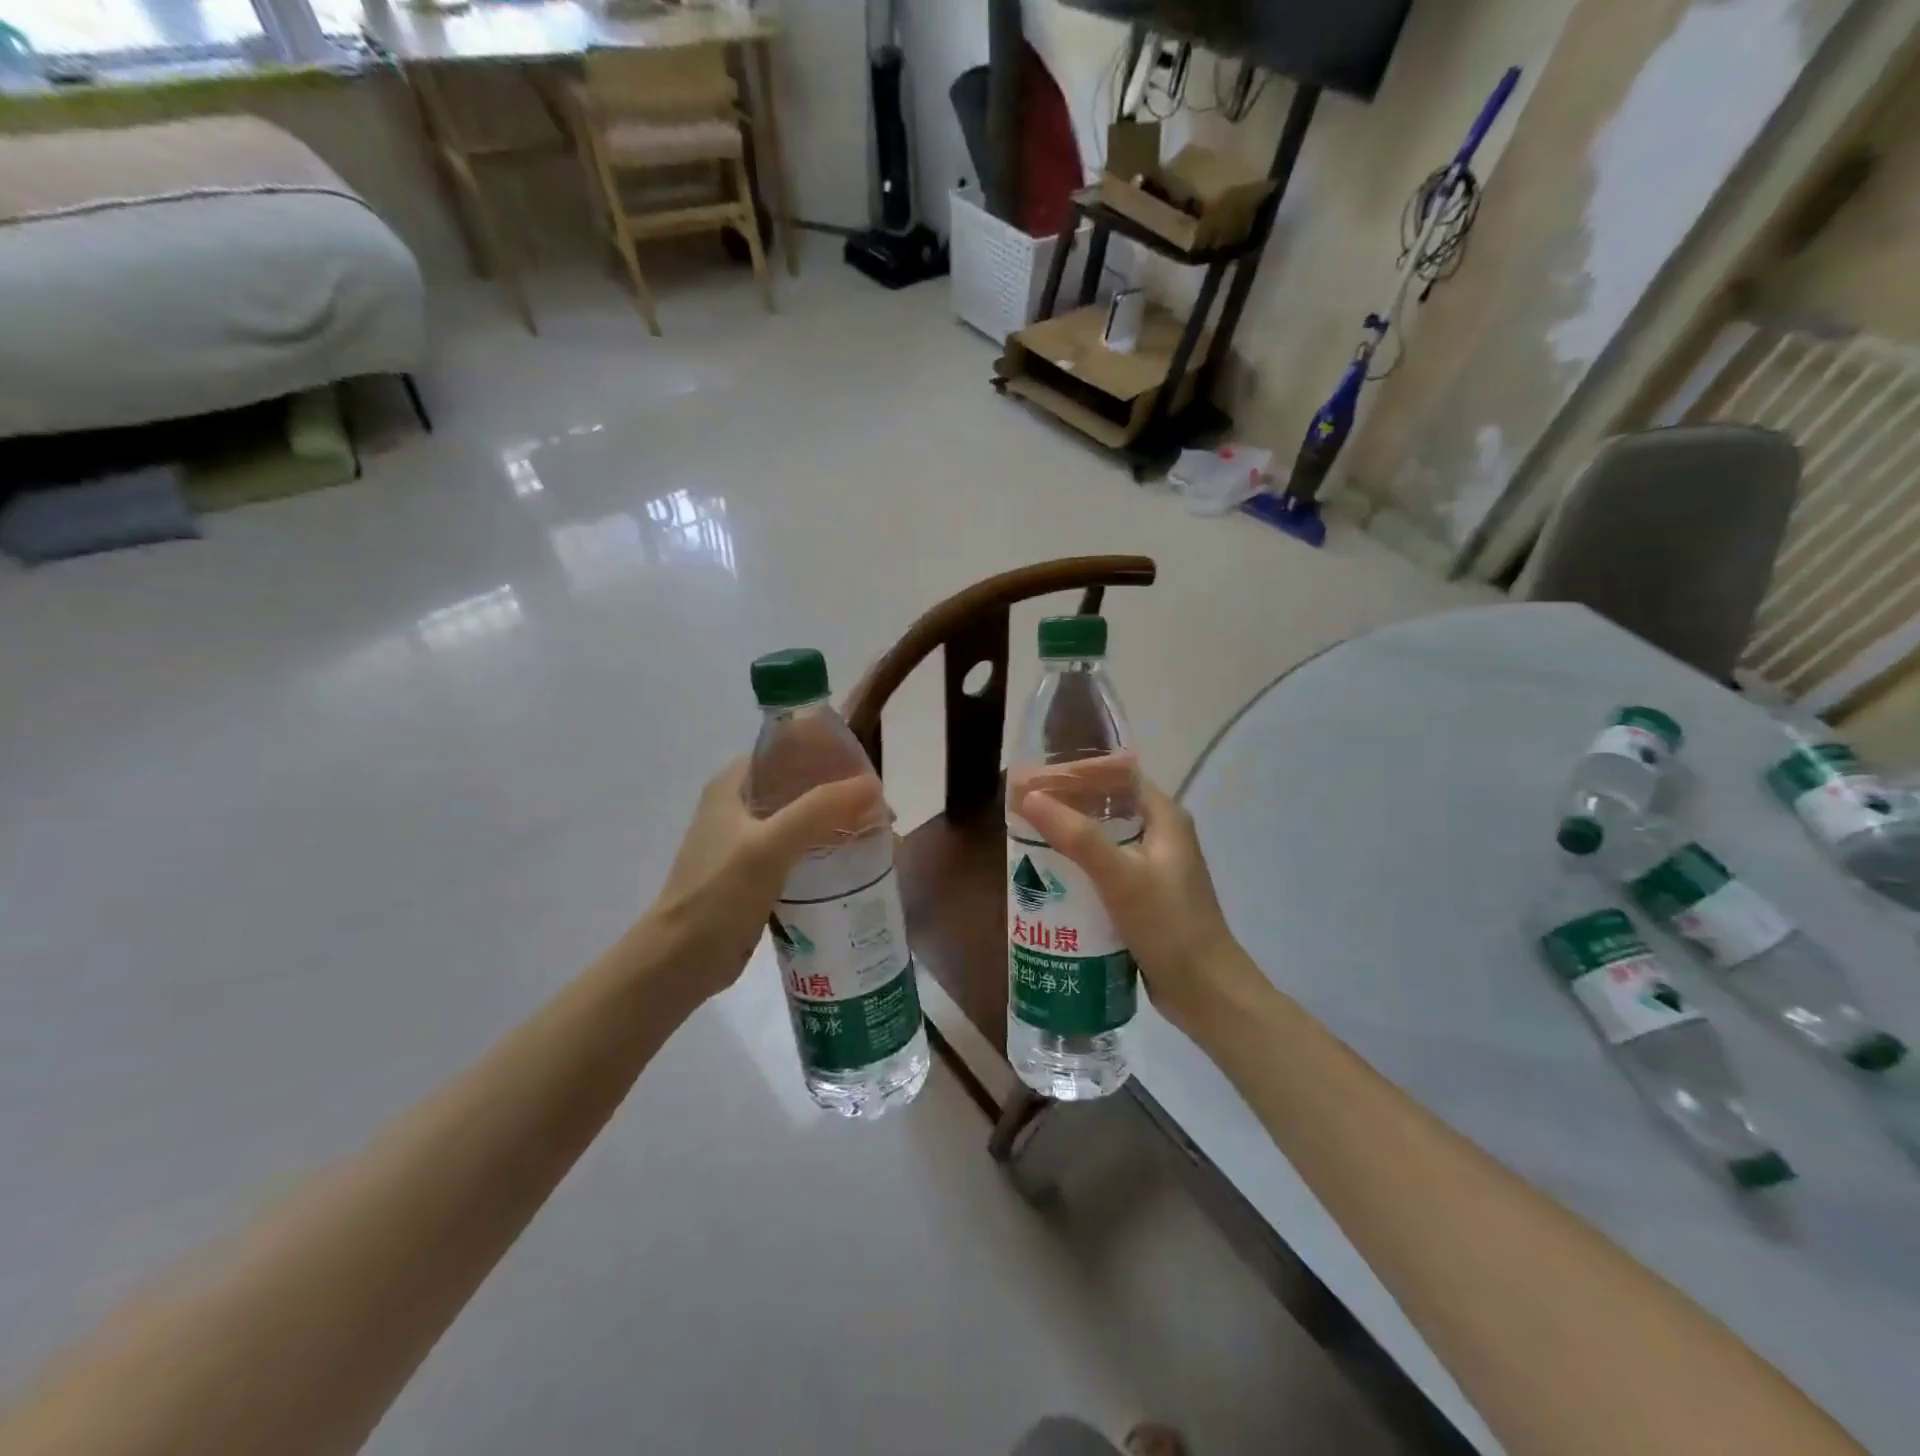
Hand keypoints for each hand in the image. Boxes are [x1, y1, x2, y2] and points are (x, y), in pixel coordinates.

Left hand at [640, 759, 884, 1002]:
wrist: (680, 962)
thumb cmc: (718, 894)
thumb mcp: (771, 845)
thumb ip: (819, 810)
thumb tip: (873, 785)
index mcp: (732, 786)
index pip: (784, 750)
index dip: (825, 753)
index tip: (864, 768)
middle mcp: (738, 807)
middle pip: (797, 785)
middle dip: (837, 792)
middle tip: (879, 806)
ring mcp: (746, 842)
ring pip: (800, 820)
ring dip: (834, 823)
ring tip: (875, 832)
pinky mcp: (755, 874)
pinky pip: (798, 851)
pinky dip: (824, 851)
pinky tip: (853, 863)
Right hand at [1016, 777, 1258, 1036]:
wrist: (1206, 993)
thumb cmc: (1168, 925)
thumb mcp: (1120, 876)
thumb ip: (1076, 836)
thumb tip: (1028, 796)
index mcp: (1165, 818)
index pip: (1118, 777)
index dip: (1078, 773)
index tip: (1036, 779)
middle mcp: (1162, 837)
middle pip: (1108, 809)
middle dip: (1067, 809)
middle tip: (1024, 814)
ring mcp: (1155, 870)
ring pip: (1104, 843)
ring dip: (1070, 842)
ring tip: (1028, 844)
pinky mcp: (1145, 899)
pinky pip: (1106, 874)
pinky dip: (1080, 872)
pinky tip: (1051, 883)